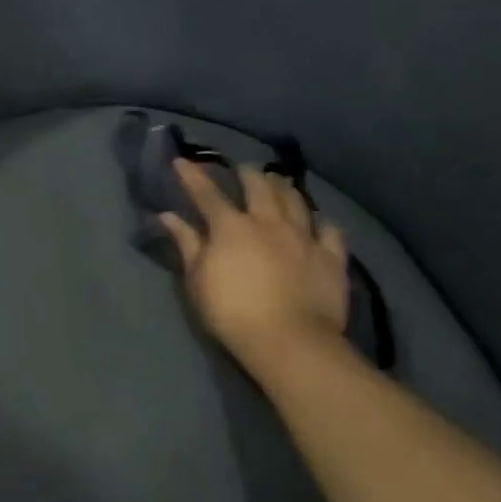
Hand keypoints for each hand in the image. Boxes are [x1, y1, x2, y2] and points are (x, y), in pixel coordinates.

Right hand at [161, 160, 348, 370]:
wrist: (289, 340)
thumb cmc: (231, 311)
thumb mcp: (197, 279)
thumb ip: (186, 243)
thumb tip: (169, 215)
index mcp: (230, 226)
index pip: (207, 193)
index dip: (192, 175)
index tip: (182, 160)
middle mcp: (268, 222)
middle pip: (258, 186)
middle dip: (247, 173)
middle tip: (243, 169)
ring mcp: (303, 237)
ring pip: (295, 200)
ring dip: (284, 188)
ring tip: (278, 182)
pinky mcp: (331, 257)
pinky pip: (330, 231)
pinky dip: (321, 223)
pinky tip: (318, 222)